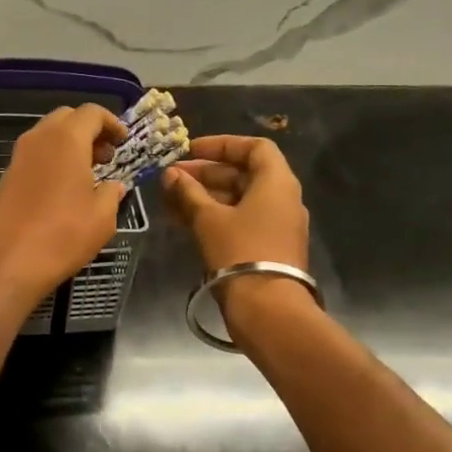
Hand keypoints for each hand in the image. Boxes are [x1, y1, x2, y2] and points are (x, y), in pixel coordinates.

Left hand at [0, 105, 127, 310]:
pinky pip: (35, 156)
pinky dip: (52, 160)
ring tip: (88, 173)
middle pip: (66, 118)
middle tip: (106, 156)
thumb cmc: (62, 235)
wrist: (7, 262)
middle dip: (89, 130)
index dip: (112, 123)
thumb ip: (112, 194)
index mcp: (66, 139)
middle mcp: (39, 139)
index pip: (92, 113)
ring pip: (47, 136)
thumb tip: (114, 186)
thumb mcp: (102, 217)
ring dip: (69, 145)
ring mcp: (18, 157)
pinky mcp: (6, 177)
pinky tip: (64, 188)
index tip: (123, 142)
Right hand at [162, 135, 309, 272]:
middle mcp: (282, 199)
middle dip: (205, 174)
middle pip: (243, 174)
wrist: (266, 307)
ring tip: (169, 200)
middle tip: (171, 178)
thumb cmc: (239, 251)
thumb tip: (170, 174)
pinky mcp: (267, 247)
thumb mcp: (208, 218)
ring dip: (204, 196)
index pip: (254, 148)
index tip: (190, 150)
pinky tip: (183, 221)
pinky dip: (214, 216)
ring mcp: (276, 225)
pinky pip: (239, 221)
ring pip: (237, 200)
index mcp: (276, 182)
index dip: (221, 144)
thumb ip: (188, 192)